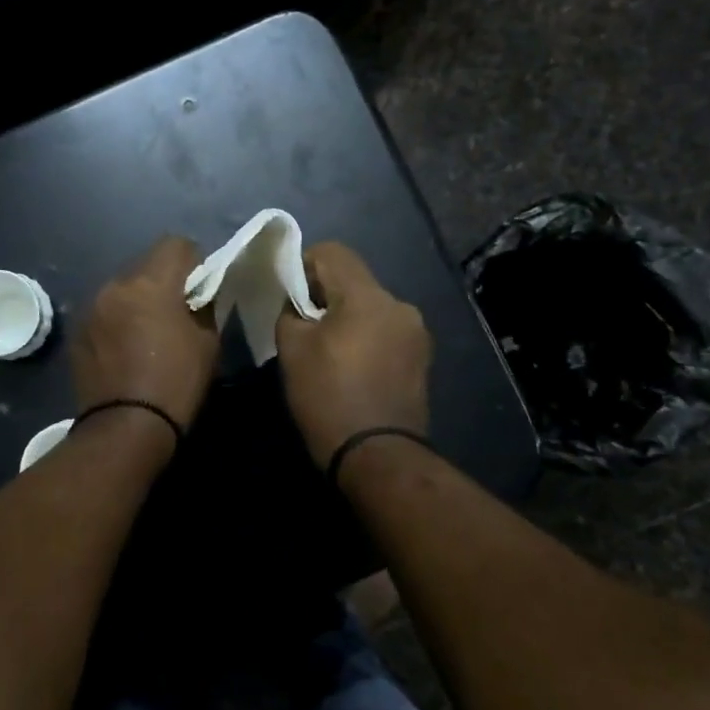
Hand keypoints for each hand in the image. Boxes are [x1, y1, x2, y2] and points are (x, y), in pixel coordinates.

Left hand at [72, 237, 219, 432]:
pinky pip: (104, 312)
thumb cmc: (176, 383)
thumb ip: (204, 307)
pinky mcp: (77, 331)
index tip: (199, 287)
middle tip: (174, 312)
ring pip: (122, 288)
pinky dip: (117, 320)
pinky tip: (124, 349)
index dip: (193, 261)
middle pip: (145, 265)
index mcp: (150, 283)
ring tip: (146, 333)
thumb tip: (197, 295)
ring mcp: (91, 308)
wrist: (125, 427)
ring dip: (136, 300)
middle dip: (162, 280)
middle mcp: (115, 285)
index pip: (176, 244)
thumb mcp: (208, 343)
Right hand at [275, 241, 430, 467]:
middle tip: (302, 326)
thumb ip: (291, 312)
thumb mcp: (292, 350)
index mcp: (368, 296)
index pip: (332, 252)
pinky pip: (384, 332)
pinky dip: (365, 338)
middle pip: (354, 281)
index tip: (288, 295)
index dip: (303, 264)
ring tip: (327, 352)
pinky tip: (351, 369)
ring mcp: (416, 334)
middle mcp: (400, 305)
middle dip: (324, 295)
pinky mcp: (421, 359)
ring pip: (370, 307)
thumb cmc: (328, 398)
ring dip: (346, 318)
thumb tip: (297, 303)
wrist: (377, 457)